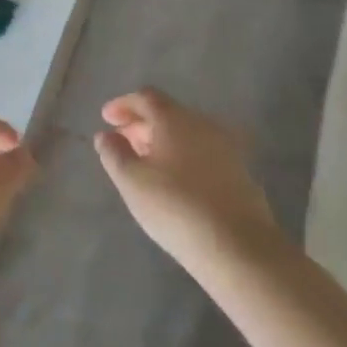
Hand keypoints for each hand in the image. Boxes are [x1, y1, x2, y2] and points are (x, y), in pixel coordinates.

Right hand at [94, 88, 277, 276]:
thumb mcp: (132, 181)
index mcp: (174, 118)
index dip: (123, 105)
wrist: (240, 249)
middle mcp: (202, 124)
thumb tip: (106, 135)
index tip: (106, 118)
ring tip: (147, 165)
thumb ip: (114, 153)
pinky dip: (183, 158)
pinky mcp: (240, 174)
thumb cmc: (177, 207)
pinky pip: (203, 154)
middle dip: (142, 125)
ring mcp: (226, 148)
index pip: (145, 97)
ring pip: (187, 134)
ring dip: (163, 142)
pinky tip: (176, 183)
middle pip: (167, 114)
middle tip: (123, 143)